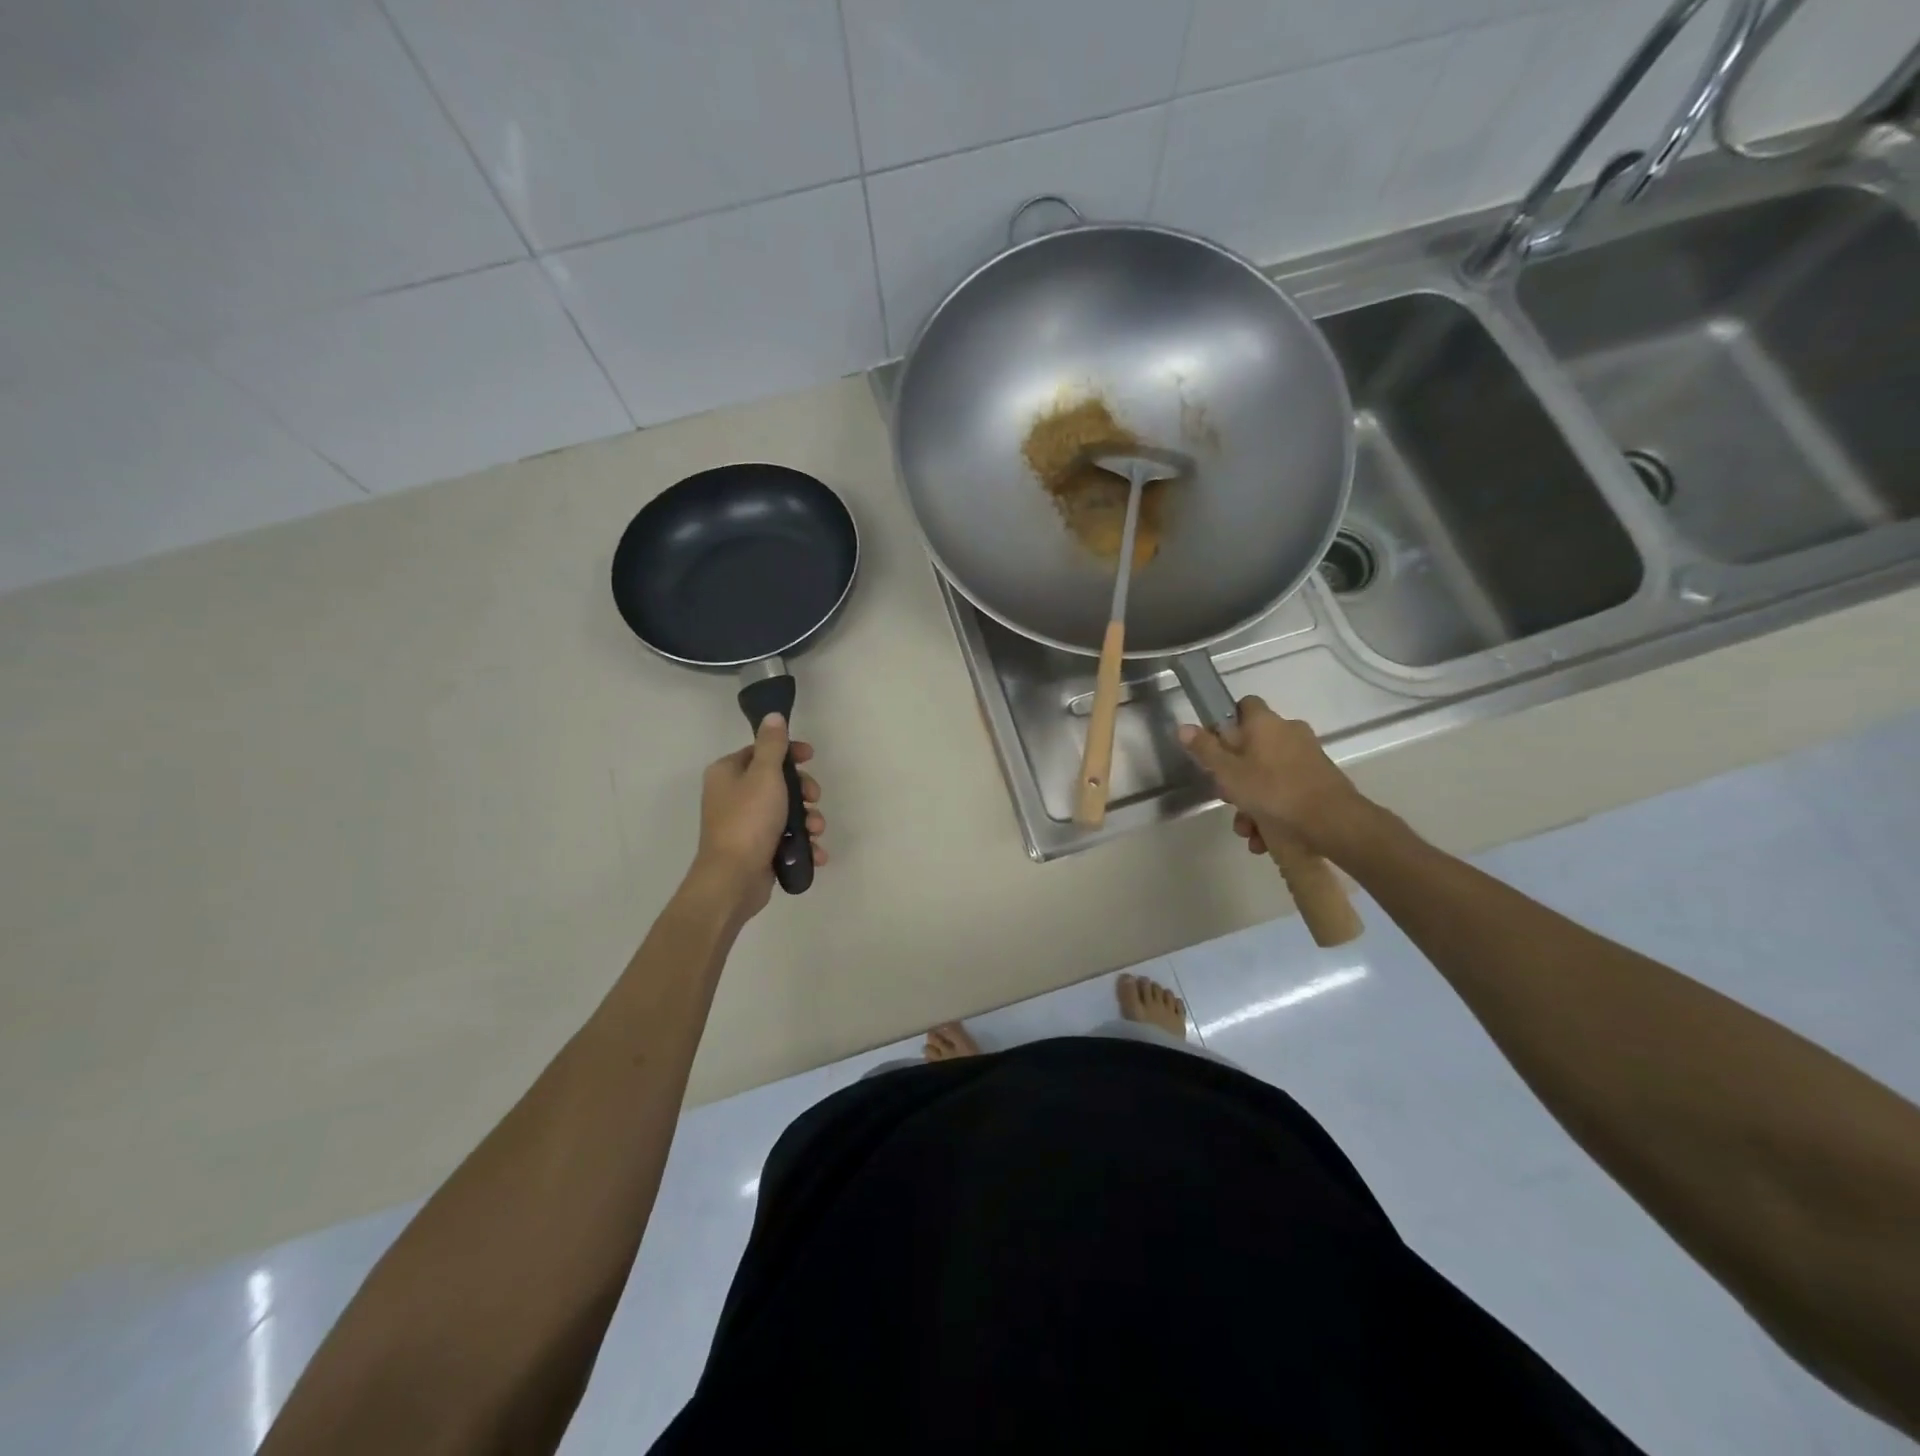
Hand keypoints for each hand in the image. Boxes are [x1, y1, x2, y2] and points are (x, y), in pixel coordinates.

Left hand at [689, 714, 825, 917]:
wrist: (733, 879)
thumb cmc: (748, 820)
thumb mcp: (765, 775)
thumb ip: (772, 745)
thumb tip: (772, 716)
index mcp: (728, 773)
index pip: (761, 751)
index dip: (789, 753)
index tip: (811, 758)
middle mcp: (733, 795)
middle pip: (778, 782)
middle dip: (804, 792)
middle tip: (814, 800)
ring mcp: (745, 824)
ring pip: (786, 812)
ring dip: (808, 820)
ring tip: (816, 831)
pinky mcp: (757, 849)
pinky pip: (786, 838)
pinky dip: (803, 843)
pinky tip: (816, 853)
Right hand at [1178, 696, 1377, 862]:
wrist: (1333, 822)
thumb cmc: (1273, 791)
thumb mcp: (1228, 773)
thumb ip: (1205, 750)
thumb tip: (1183, 727)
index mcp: (1266, 723)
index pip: (1243, 706)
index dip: (1226, 723)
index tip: (1215, 746)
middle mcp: (1289, 732)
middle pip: (1252, 747)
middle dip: (1235, 777)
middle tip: (1227, 798)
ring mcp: (1307, 757)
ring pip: (1268, 775)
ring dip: (1252, 802)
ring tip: (1247, 830)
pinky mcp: (1319, 781)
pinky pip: (1286, 791)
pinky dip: (1273, 811)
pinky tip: (1265, 838)